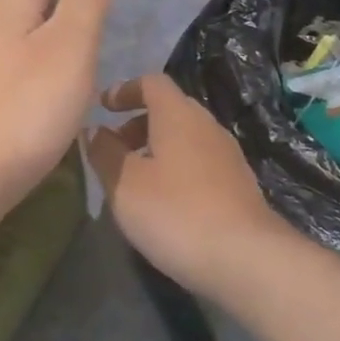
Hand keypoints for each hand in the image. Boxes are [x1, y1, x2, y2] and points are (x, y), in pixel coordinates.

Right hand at [84, 74, 295, 296]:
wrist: (245, 258)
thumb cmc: (175, 212)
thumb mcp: (124, 183)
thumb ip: (104, 152)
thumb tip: (95, 131)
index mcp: (178, 114)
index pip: (151, 82)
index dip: (125, 90)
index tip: (103, 108)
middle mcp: (207, 125)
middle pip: (169, 109)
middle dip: (137, 123)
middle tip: (113, 149)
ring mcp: (228, 155)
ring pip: (185, 138)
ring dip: (156, 149)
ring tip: (134, 180)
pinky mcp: (238, 185)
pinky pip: (200, 163)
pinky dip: (176, 169)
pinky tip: (165, 203)